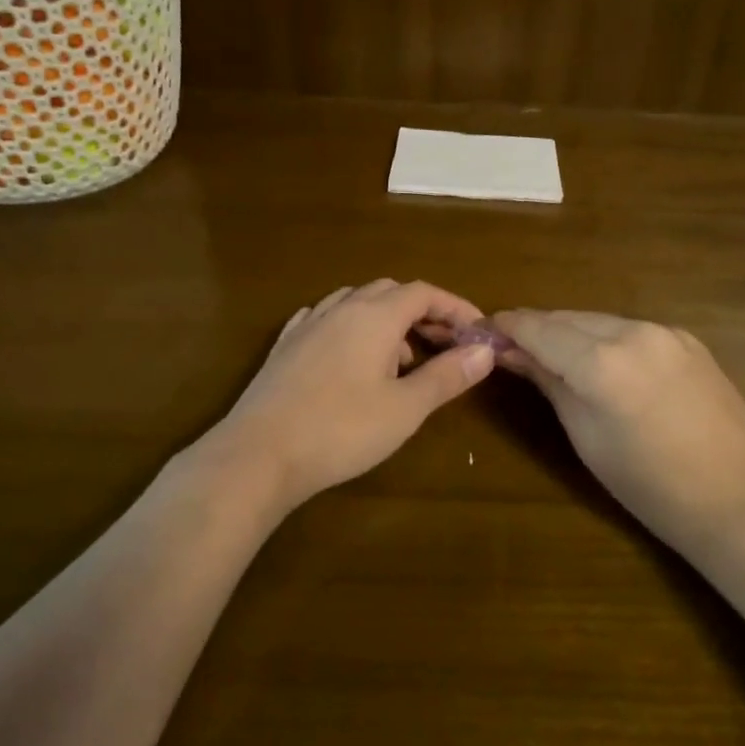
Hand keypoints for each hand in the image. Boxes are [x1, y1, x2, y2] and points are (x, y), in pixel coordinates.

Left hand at [210, 280, 495, 511]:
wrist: (259, 454)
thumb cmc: (341, 430)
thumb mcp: (405, 408)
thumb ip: (447, 375)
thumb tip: (485, 351)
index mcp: (375, 316)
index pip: (423, 293)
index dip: (454, 307)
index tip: (476, 332)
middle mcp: (341, 309)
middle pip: (390, 291)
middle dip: (422, 312)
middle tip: (443, 345)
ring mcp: (308, 325)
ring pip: (355, 302)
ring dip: (385, 320)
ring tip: (398, 360)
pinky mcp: (285, 346)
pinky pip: (325, 318)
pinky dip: (350, 327)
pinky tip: (349, 354)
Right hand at [491, 310, 744, 551]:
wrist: (739, 500)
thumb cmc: (649, 485)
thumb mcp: (585, 436)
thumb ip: (549, 382)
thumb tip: (512, 353)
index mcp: (601, 361)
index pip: (538, 328)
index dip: (506, 326)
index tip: (482, 330)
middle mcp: (632, 332)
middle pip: (567, 317)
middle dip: (536, 328)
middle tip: (511, 347)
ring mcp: (665, 331)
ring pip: (599, 319)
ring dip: (570, 332)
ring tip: (553, 355)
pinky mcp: (687, 339)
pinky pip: (631, 329)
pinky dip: (606, 338)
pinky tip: (602, 361)